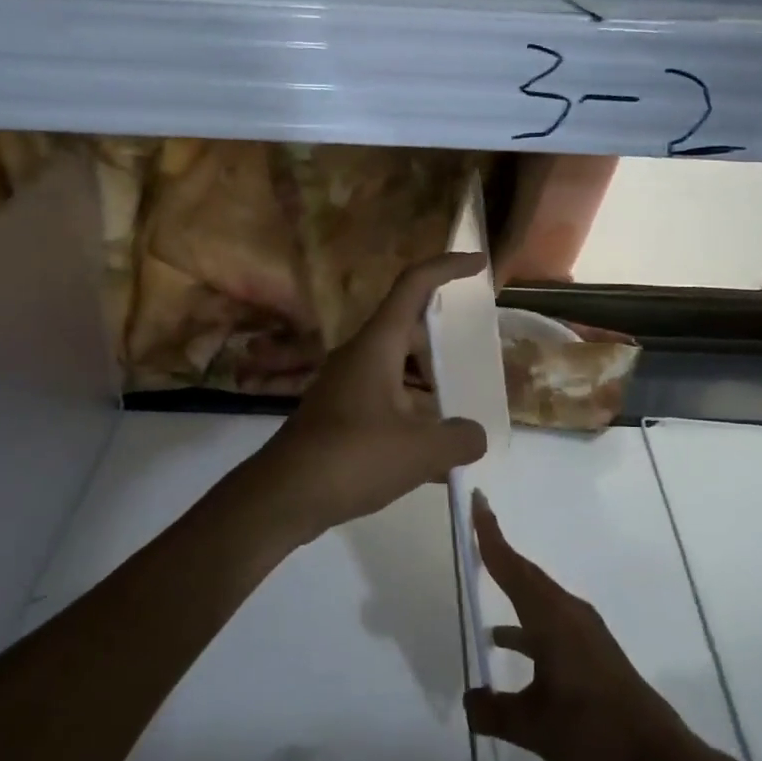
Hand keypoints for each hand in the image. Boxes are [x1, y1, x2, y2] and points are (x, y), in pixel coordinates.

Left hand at [254, 252, 488, 536]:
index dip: (447, 267)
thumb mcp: (419, 451)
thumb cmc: (351, 458)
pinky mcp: (339, 417)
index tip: (478, 264)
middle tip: (476, 357)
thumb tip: (476, 436)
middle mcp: (359, 357)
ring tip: (463, 411)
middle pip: (407, 331)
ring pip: (397, 371)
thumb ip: (459, 439)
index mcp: (376, 346)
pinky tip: (436, 459)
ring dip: (429, 386)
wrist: (283, 496)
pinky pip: (386, 404)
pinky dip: (412, 418)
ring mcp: (346, 388)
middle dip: (443, 341)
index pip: (413, 287)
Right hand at [464, 492, 694, 760]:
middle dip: (499, 550)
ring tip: (482, 585)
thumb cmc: (591, 731)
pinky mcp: (591, 649)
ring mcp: (583, 630)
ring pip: (538, 596)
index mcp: (551, 619)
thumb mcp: (532, 726)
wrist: (656, 758)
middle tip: (475, 527)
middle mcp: (568, 613)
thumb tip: (469, 700)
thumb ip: (492, 711)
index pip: (512, 567)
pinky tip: (505, 642)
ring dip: (512, 586)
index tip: (478, 500)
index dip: (490, 534)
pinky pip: (548, 619)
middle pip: (525, 573)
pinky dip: (524, 620)